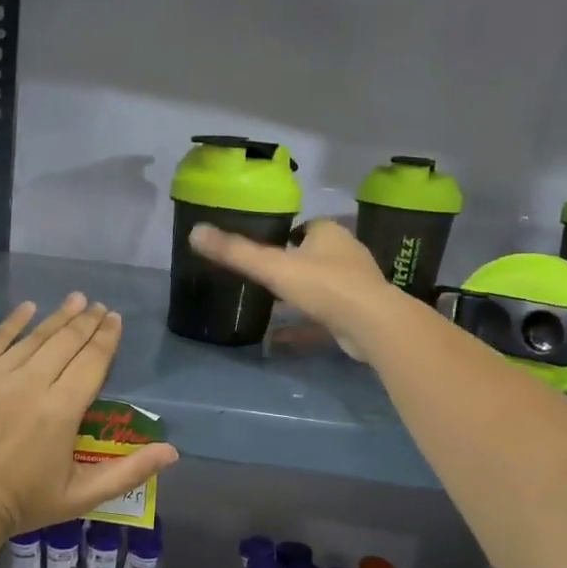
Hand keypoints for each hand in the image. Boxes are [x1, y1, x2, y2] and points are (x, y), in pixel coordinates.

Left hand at [0, 294, 179, 539]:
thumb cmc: (26, 501)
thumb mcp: (84, 494)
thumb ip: (130, 471)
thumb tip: (172, 450)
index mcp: (62, 410)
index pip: (92, 362)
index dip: (106, 337)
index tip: (114, 318)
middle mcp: (31, 384)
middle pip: (66, 342)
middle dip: (86, 321)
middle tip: (98, 305)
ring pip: (34, 337)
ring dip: (57, 316)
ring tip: (75, 300)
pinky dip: (13, 322)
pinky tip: (28, 307)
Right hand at [189, 218, 404, 362]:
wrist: (372, 324)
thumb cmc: (324, 285)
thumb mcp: (273, 267)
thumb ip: (235, 252)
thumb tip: (194, 232)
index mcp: (329, 234)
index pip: (306, 227)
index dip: (285, 235)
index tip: (264, 248)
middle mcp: (346, 254)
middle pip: (314, 256)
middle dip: (292, 265)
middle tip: (262, 277)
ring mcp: (355, 286)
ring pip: (322, 286)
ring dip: (300, 295)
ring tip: (269, 305)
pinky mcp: (358, 315)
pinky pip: (324, 317)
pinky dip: (302, 326)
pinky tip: (278, 340)